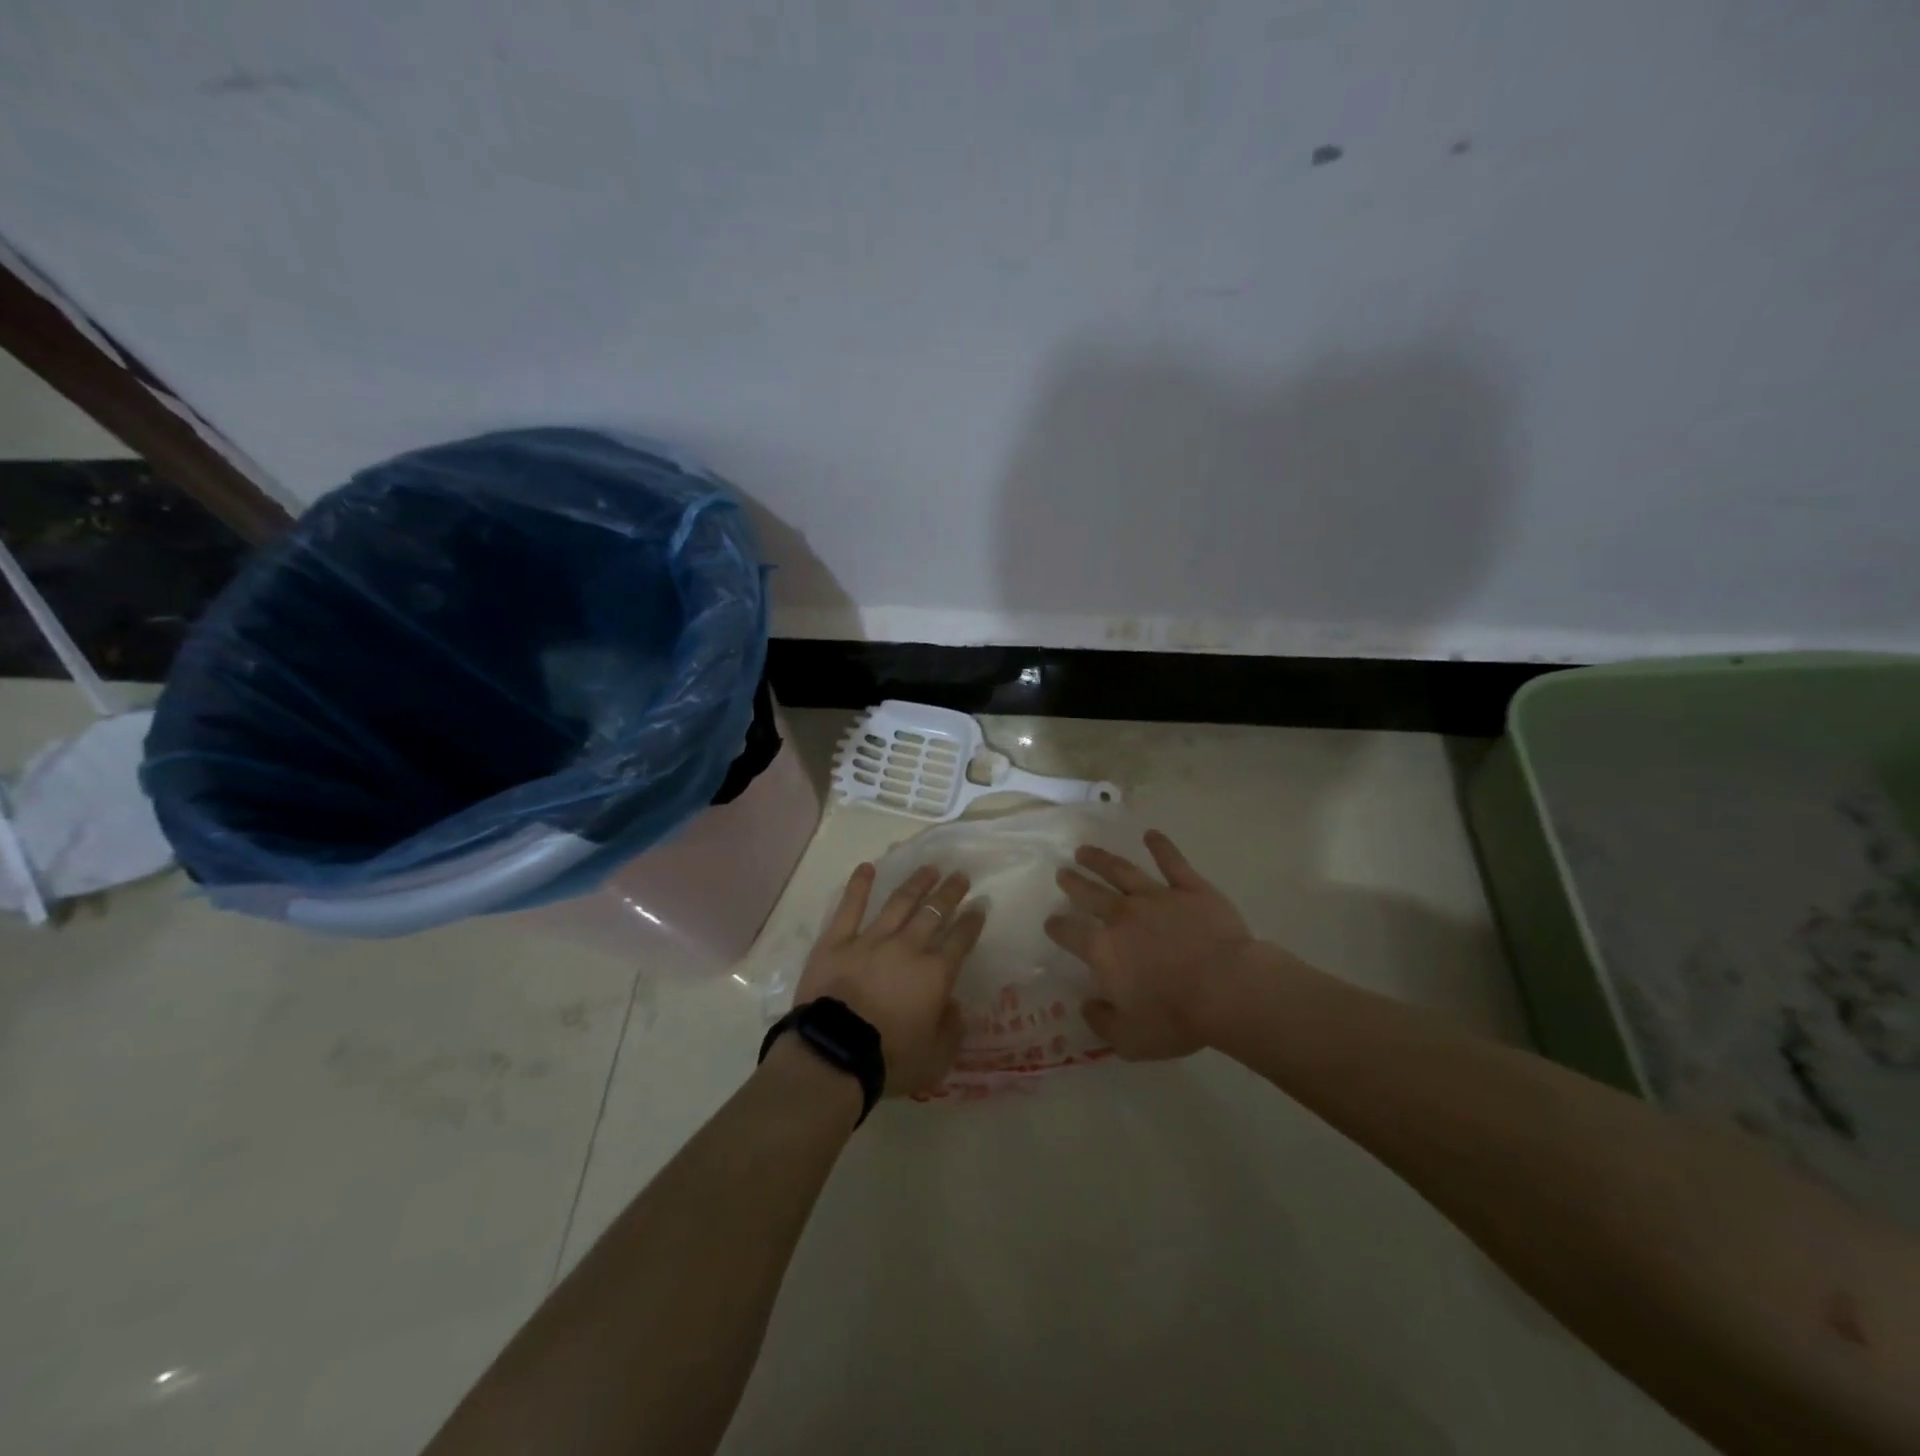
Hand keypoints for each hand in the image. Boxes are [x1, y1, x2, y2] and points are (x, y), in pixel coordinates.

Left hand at [792, 863, 986, 1096]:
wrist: (835, 1055)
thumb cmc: (890, 1060)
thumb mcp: (937, 1058)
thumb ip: (952, 1030)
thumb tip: (955, 1005)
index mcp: (934, 974)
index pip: (960, 940)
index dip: (972, 921)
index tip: (980, 904)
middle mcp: (907, 947)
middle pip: (933, 913)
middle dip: (949, 892)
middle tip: (960, 875)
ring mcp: (870, 940)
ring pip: (898, 903)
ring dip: (916, 883)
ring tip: (929, 869)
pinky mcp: (837, 941)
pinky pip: (849, 907)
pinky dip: (859, 886)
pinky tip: (866, 868)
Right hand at [1046, 830, 1256, 1059]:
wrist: (1228, 989)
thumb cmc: (1176, 1017)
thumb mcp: (1130, 1039)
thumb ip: (1102, 1022)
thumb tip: (1088, 1005)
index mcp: (1103, 949)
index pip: (1070, 932)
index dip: (1057, 927)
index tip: (1051, 923)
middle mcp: (1122, 915)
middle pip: (1090, 893)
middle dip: (1073, 882)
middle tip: (1063, 872)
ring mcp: (1157, 896)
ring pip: (1121, 871)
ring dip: (1101, 859)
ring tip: (1085, 850)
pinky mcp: (1190, 888)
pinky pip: (1172, 862)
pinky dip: (1160, 846)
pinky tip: (1151, 834)